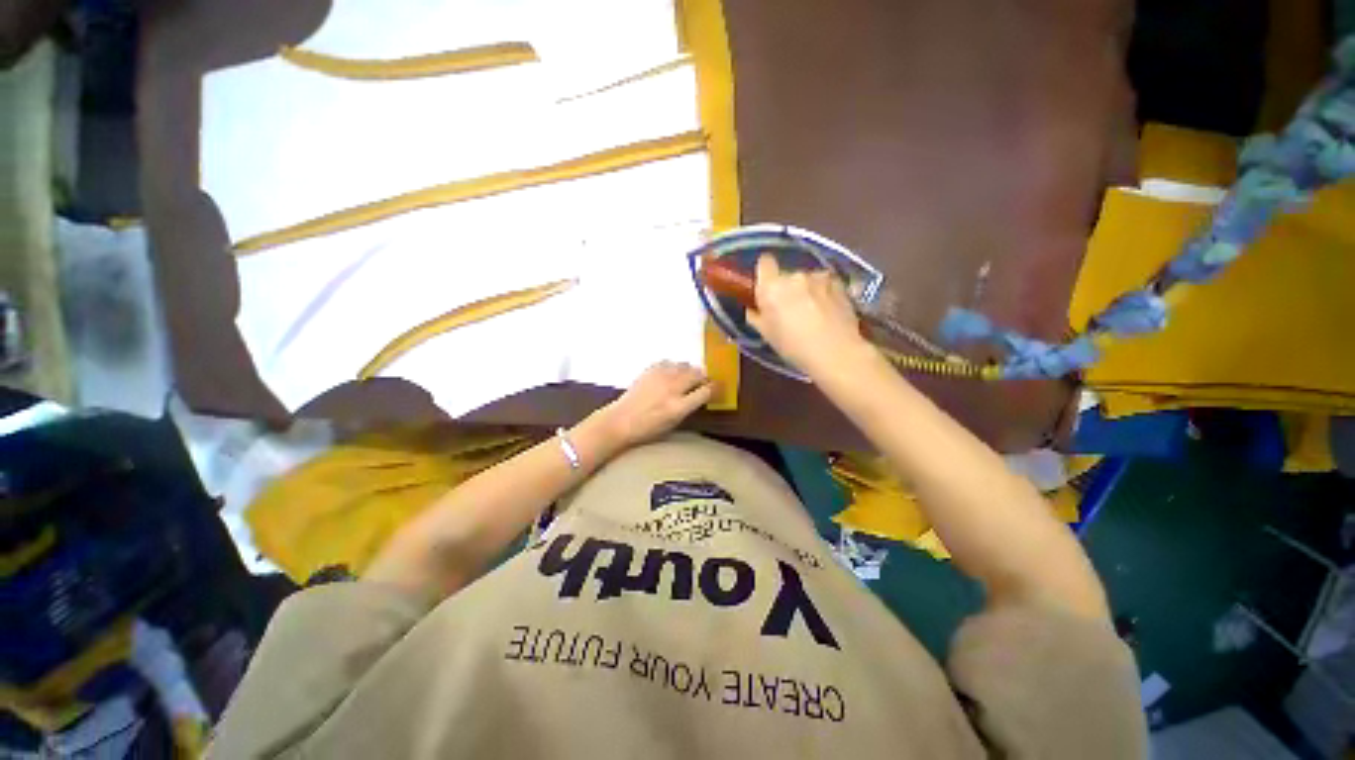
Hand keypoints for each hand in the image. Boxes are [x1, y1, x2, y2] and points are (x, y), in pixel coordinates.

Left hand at [591, 362, 711, 448]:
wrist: (620, 421)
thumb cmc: (647, 429)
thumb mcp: (673, 424)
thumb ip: (688, 407)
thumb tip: (699, 394)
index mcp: (679, 407)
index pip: (705, 391)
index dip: (714, 388)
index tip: (716, 388)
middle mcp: (672, 389)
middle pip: (697, 373)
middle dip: (703, 377)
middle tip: (702, 381)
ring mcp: (660, 377)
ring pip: (684, 365)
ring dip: (689, 371)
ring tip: (686, 377)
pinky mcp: (650, 370)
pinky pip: (669, 362)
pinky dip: (673, 367)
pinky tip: (670, 374)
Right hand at [746, 255, 869, 375]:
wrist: (835, 352)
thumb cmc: (793, 346)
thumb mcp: (766, 335)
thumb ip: (756, 316)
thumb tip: (754, 308)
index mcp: (772, 286)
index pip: (764, 262)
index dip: (765, 273)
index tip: (766, 288)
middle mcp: (794, 275)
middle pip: (786, 275)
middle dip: (786, 288)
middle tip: (789, 310)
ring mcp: (819, 277)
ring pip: (807, 280)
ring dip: (807, 290)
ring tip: (813, 313)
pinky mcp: (839, 284)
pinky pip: (825, 284)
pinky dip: (824, 293)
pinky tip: (828, 312)